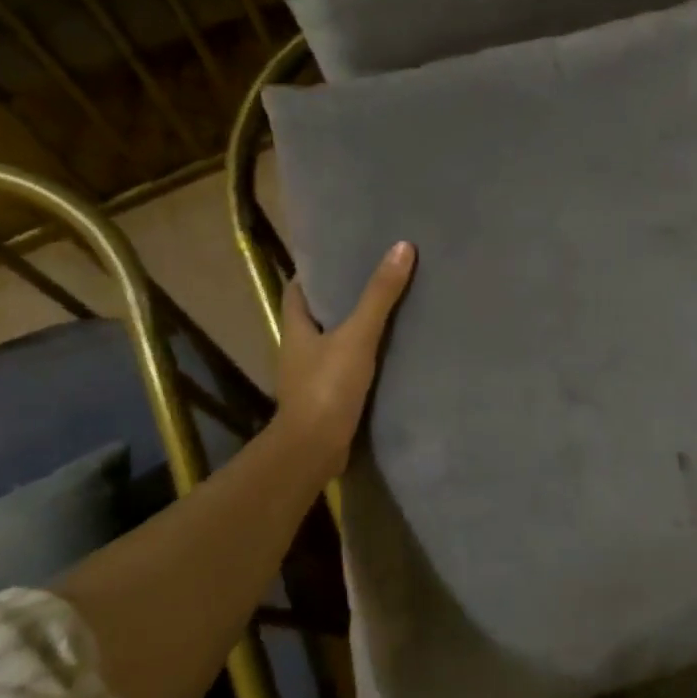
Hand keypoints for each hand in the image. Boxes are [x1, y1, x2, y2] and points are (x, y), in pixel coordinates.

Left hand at [275, 242, 416, 466]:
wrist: (314, 450)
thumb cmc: (328, 386)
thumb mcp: (357, 335)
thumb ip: (379, 295)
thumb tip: (401, 247)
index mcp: (295, 328)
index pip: (298, 289)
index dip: (316, 272)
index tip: (343, 255)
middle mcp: (297, 349)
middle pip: (317, 313)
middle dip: (341, 297)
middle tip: (375, 276)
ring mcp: (310, 376)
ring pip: (332, 341)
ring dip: (353, 327)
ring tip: (388, 308)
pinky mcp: (326, 397)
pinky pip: (344, 366)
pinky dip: (361, 356)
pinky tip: (387, 351)